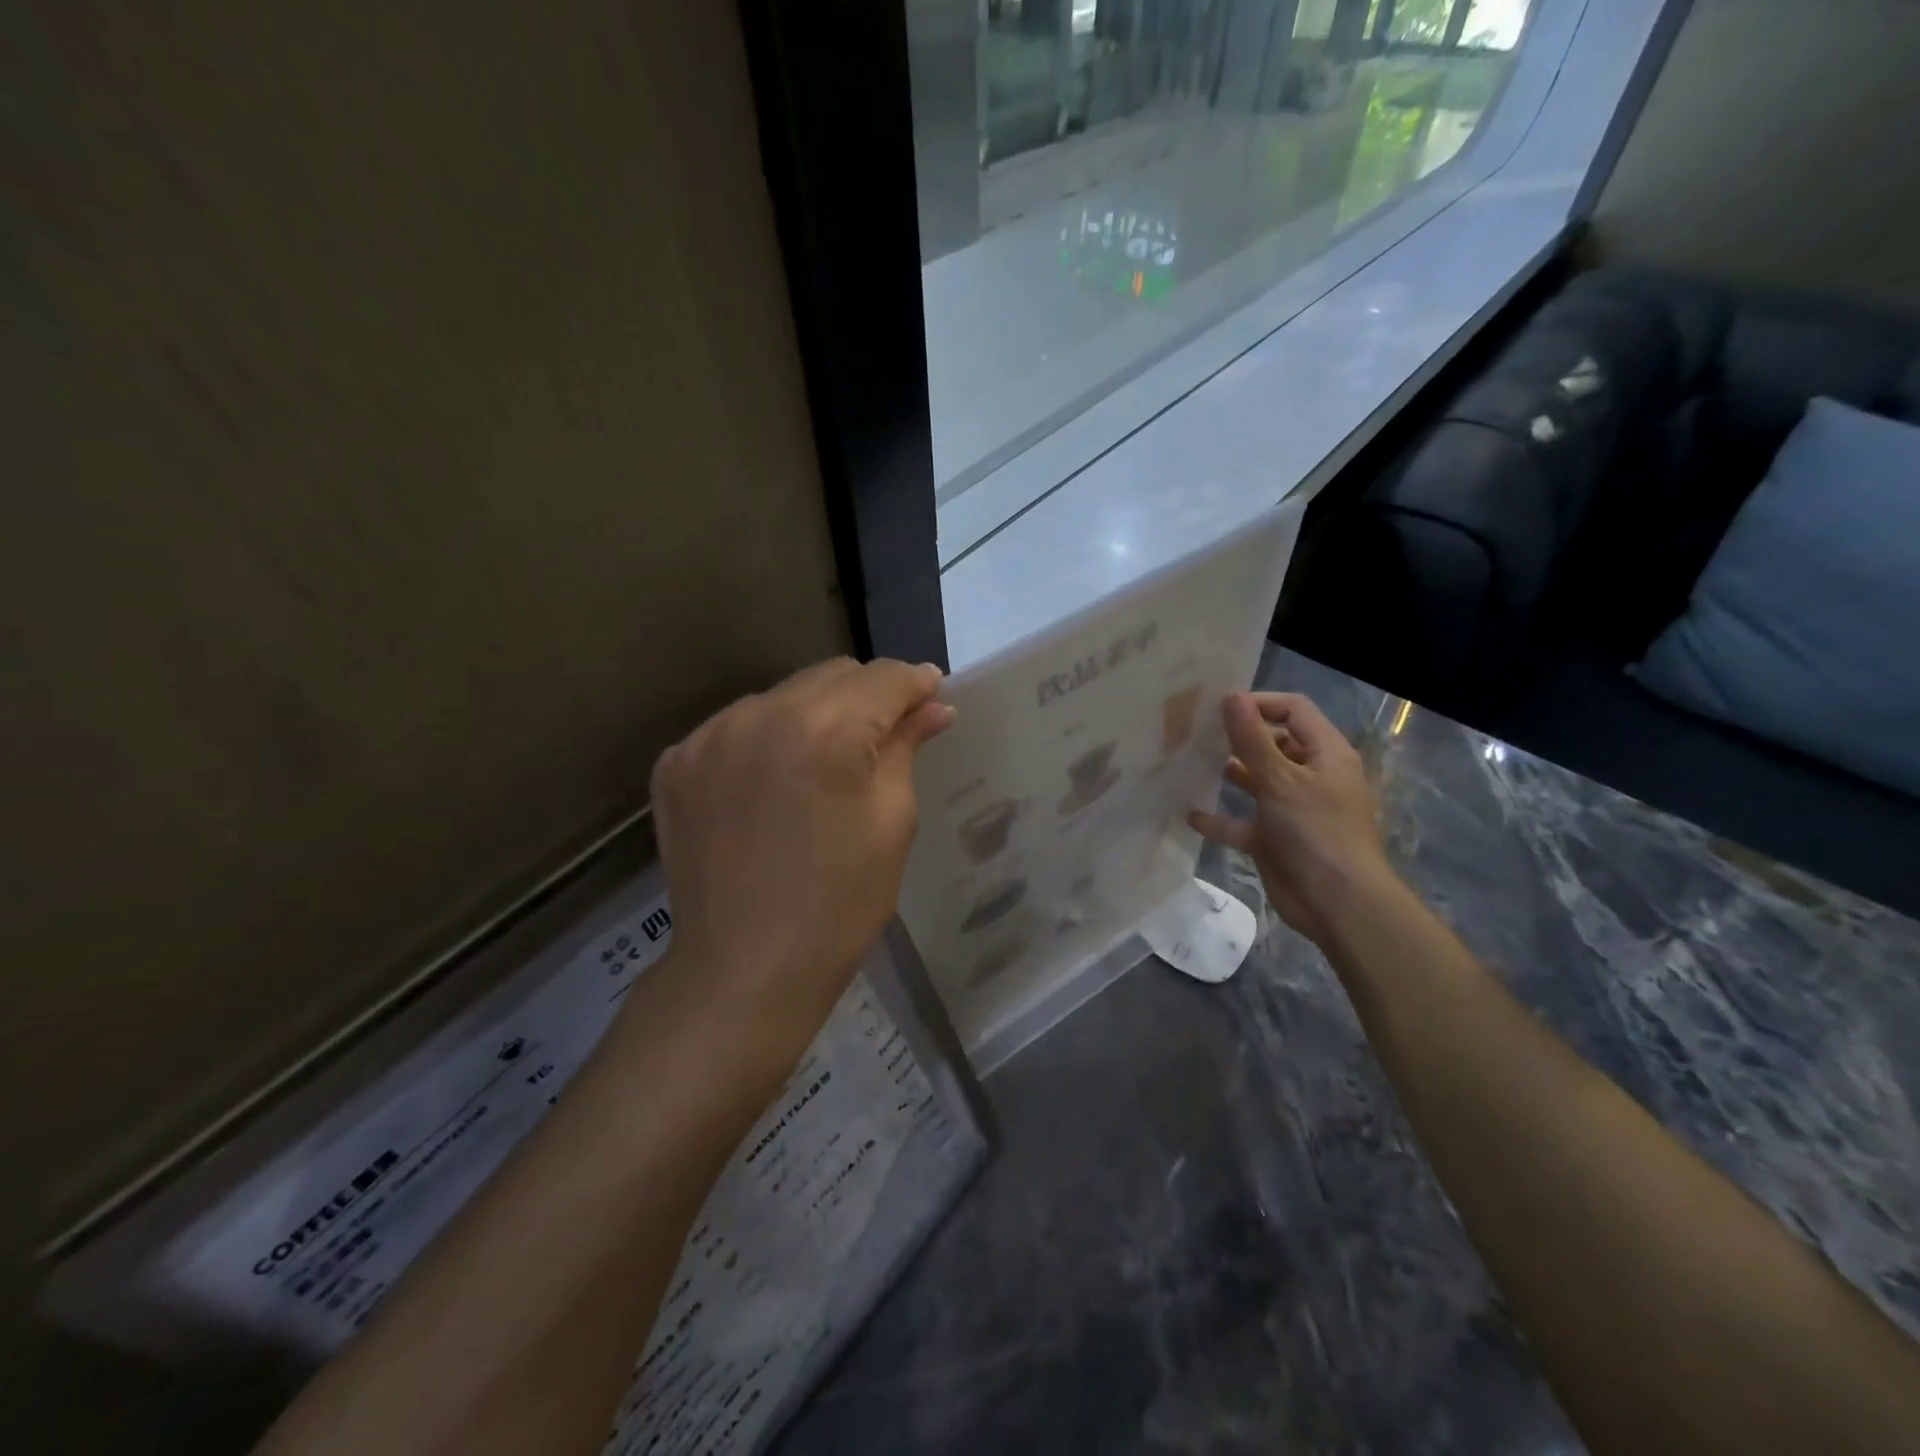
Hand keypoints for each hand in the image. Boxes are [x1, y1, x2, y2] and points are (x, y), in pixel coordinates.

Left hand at [647, 657, 955, 1057]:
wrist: (743, 972)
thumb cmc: (839, 903)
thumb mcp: (891, 823)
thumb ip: (906, 747)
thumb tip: (933, 707)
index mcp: (824, 730)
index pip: (882, 677)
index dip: (915, 685)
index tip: (931, 700)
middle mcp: (759, 714)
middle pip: (831, 675)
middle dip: (867, 697)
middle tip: (885, 738)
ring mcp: (708, 737)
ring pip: (782, 696)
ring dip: (814, 716)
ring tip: (824, 767)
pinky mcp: (676, 763)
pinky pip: (737, 727)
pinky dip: (766, 741)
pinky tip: (773, 785)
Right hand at [1188, 692, 1395, 946]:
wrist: (1338, 905)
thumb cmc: (1316, 832)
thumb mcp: (1282, 780)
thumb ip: (1252, 739)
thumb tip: (1231, 696)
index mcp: (1326, 754)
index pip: (1293, 711)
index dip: (1259, 704)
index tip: (1219, 708)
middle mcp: (1311, 776)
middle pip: (1273, 744)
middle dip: (1238, 738)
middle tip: (1195, 733)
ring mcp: (1292, 809)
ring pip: (1257, 781)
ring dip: (1228, 774)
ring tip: (1189, 764)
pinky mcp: (1275, 839)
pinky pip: (1243, 822)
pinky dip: (1220, 819)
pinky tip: (1191, 814)